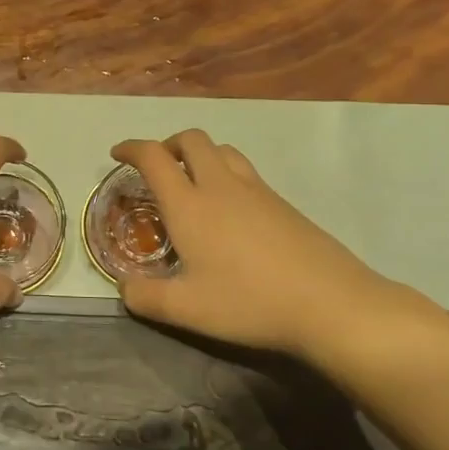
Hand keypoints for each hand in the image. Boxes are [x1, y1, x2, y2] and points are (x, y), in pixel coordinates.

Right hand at [110, 130, 422, 359]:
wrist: (331, 303)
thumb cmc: (249, 302)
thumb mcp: (187, 310)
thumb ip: (146, 298)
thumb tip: (125, 288)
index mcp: (189, 204)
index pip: (153, 157)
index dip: (131, 148)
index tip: (118, 154)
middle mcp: (220, 186)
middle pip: (191, 139)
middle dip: (168, 144)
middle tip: (158, 168)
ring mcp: (256, 190)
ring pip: (222, 150)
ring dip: (200, 155)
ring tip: (193, 182)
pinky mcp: (283, 202)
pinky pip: (245, 171)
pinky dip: (226, 173)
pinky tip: (230, 211)